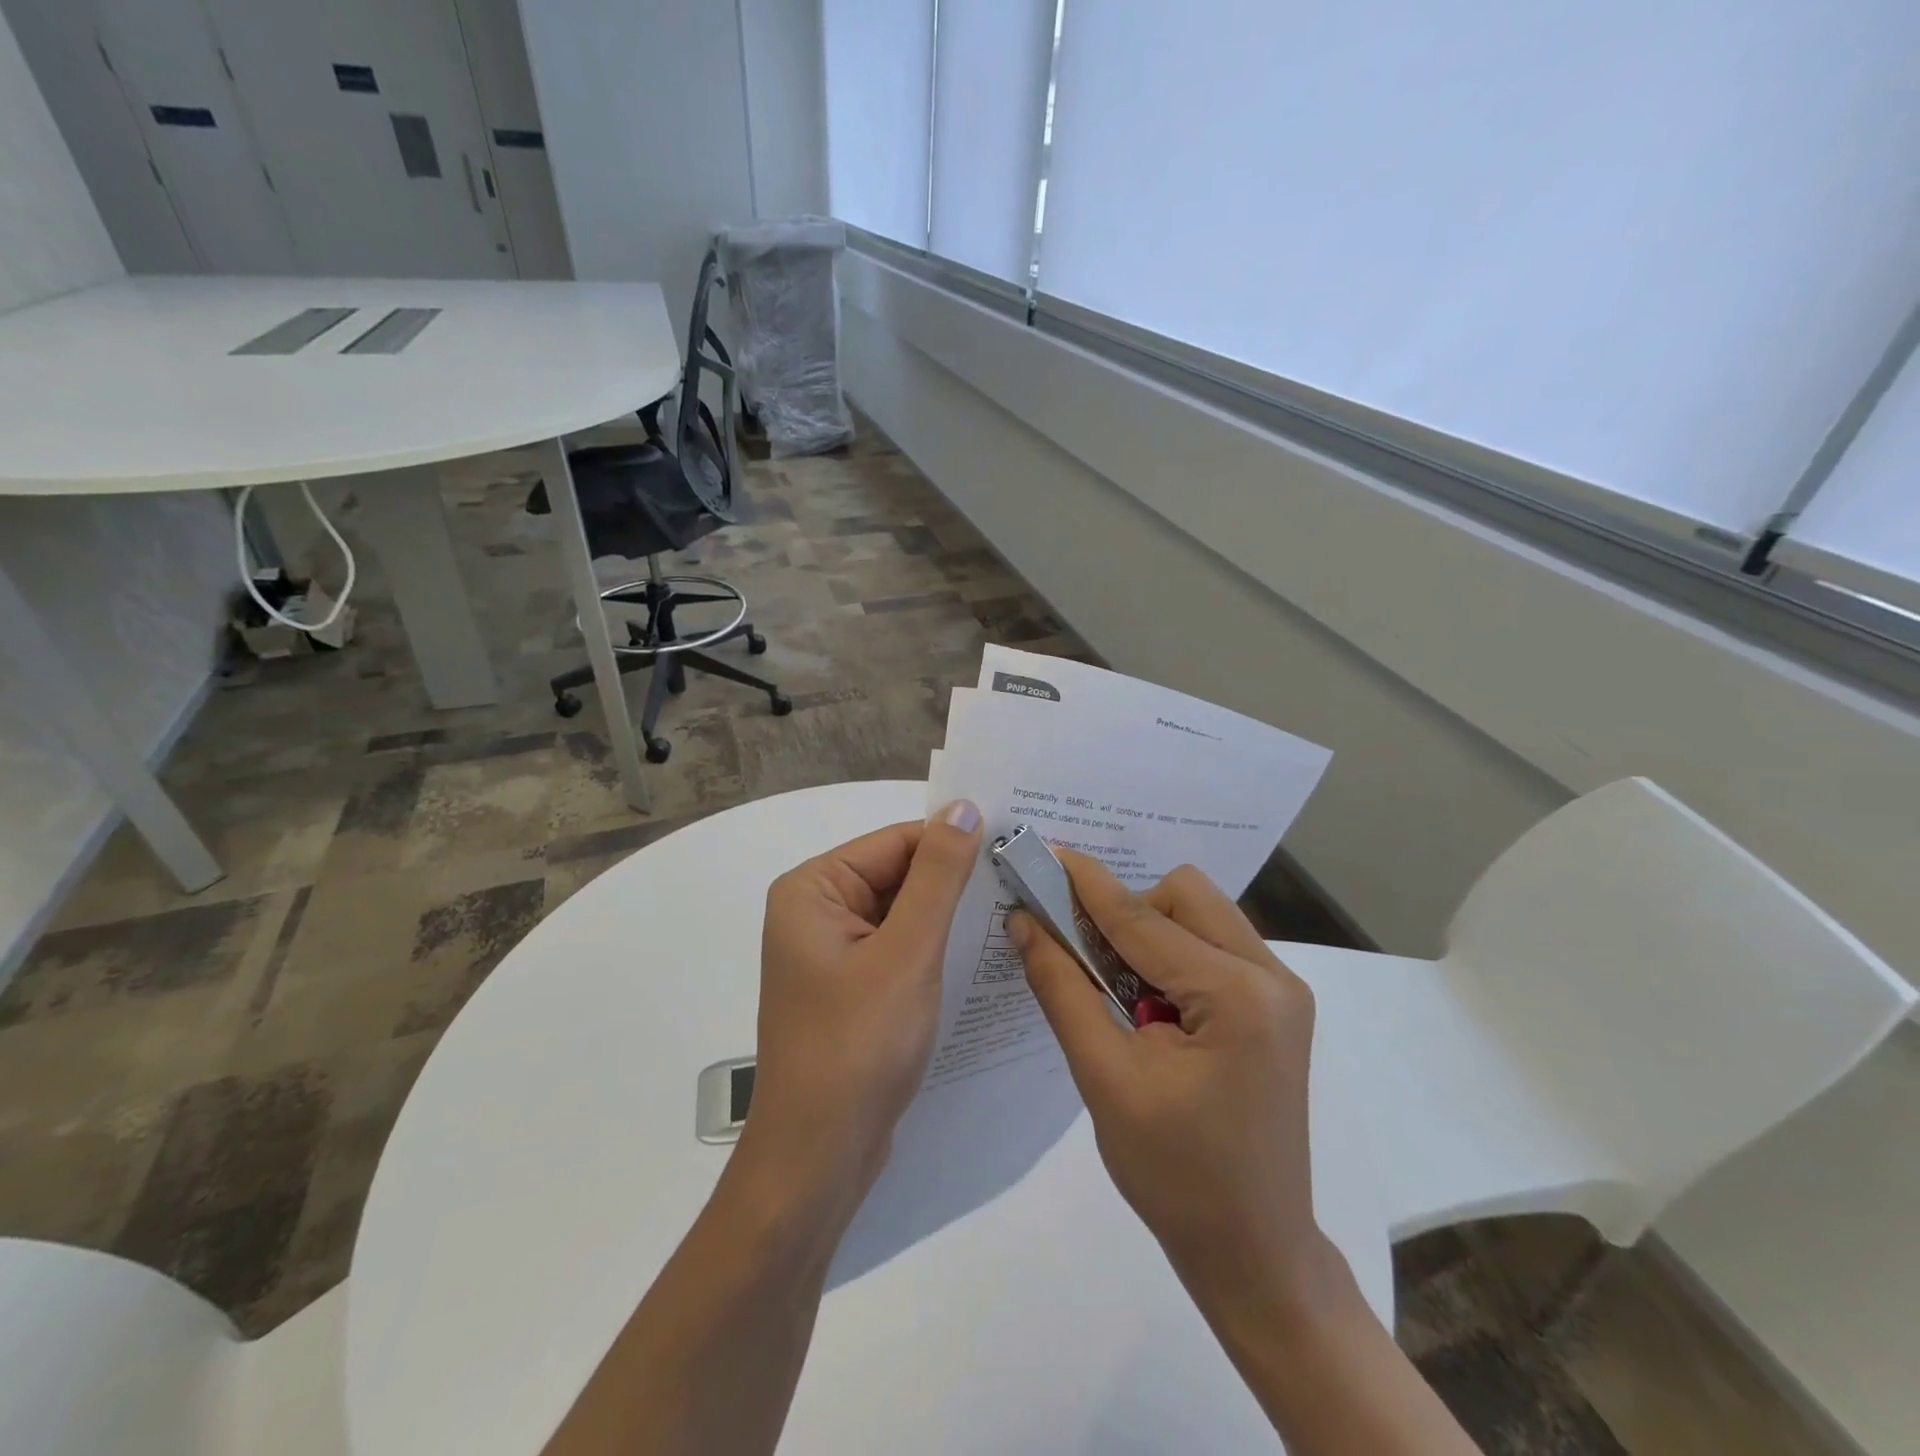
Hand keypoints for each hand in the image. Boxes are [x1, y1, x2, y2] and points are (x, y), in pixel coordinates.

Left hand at [743, 801, 983, 1207]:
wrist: (820, 1160)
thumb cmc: (858, 1046)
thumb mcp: (907, 952)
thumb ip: (938, 876)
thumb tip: (964, 807)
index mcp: (813, 889)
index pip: (896, 842)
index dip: (955, 843)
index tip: (1015, 848)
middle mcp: (816, 912)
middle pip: (899, 876)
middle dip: (955, 883)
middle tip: (1026, 882)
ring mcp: (832, 954)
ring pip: (903, 914)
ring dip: (950, 917)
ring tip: (1016, 912)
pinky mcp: (851, 989)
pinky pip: (899, 949)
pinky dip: (935, 950)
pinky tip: (980, 953)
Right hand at [1012, 853, 1328, 1301]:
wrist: (1254, 1251)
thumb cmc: (1174, 1176)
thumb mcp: (1105, 1079)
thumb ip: (1062, 989)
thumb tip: (1024, 922)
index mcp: (1237, 996)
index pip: (1142, 919)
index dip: (1085, 885)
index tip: (1044, 852)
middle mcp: (1273, 976)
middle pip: (1185, 895)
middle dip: (1128, 911)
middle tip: (1086, 956)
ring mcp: (1282, 990)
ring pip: (1201, 914)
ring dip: (1150, 932)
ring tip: (1118, 991)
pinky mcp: (1276, 1005)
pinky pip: (1214, 945)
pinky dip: (1172, 954)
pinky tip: (1149, 1003)